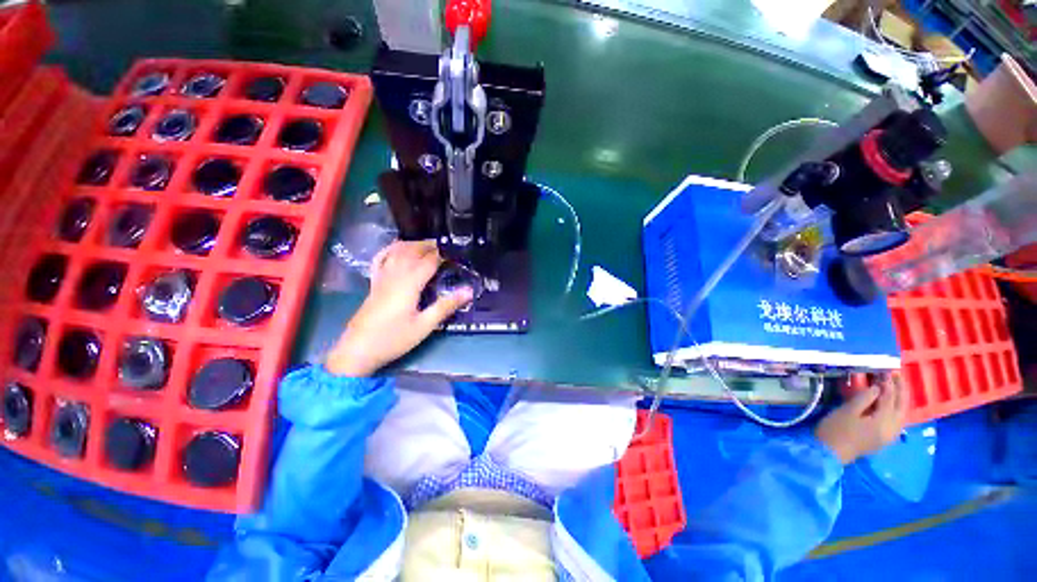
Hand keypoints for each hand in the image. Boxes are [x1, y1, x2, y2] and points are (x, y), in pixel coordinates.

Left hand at [326, 240, 473, 376]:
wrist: (358, 350)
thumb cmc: (394, 338)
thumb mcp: (424, 325)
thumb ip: (446, 306)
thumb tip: (469, 291)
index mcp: (409, 283)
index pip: (429, 261)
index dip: (443, 255)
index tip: (456, 254)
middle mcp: (395, 275)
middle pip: (412, 251)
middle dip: (428, 245)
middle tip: (445, 247)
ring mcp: (382, 278)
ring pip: (396, 251)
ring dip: (412, 244)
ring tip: (426, 245)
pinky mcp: (374, 284)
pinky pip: (380, 259)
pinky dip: (389, 250)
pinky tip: (396, 249)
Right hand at [814, 374, 906, 464]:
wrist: (830, 453)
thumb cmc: (836, 429)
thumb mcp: (847, 411)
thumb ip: (865, 398)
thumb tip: (877, 387)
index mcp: (883, 420)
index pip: (890, 397)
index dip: (888, 383)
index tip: (885, 370)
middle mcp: (892, 428)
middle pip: (902, 406)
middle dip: (901, 389)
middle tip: (896, 375)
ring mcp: (890, 435)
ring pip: (902, 414)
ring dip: (901, 399)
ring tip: (896, 387)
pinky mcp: (884, 439)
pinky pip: (898, 421)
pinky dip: (897, 409)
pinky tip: (892, 405)